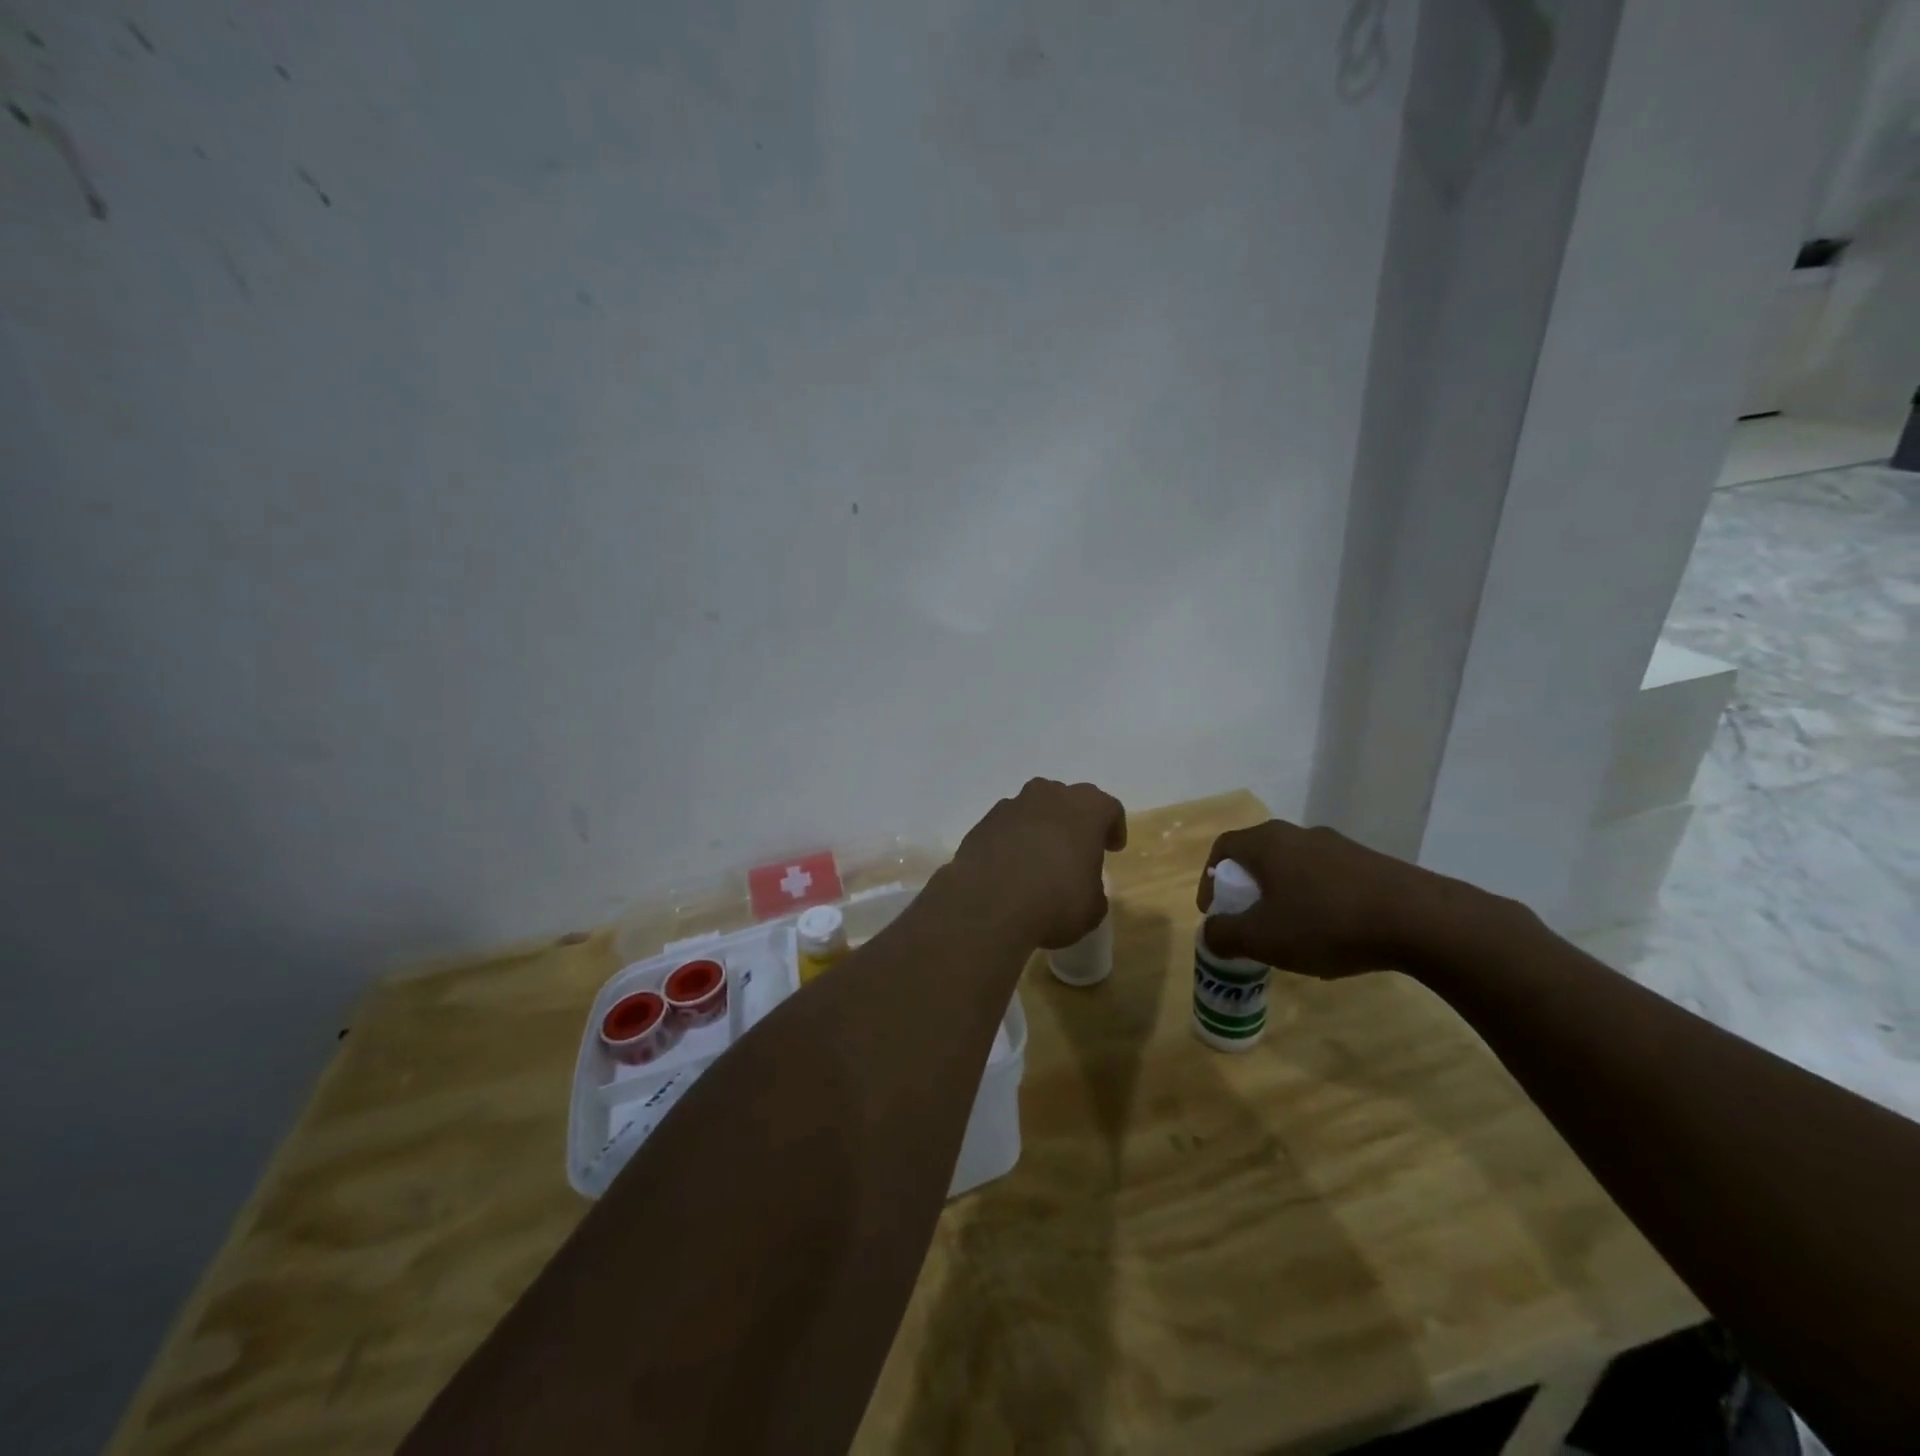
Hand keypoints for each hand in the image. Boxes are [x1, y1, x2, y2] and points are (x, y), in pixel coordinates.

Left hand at [950, 779, 1127, 949]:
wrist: (989, 906)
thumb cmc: (1055, 901)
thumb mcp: (1092, 907)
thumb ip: (1092, 888)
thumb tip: (1082, 887)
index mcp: (1085, 808)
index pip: (1108, 808)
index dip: (1113, 828)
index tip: (1112, 849)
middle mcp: (1048, 796)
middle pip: (1067, 800)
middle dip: (1074, 821)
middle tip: (1076, 850)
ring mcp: (1010, 806)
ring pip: (1033, 809)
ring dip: (1040, 828)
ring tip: (1039, 859)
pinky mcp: (982, 823)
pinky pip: (1006, 827)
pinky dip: (1012, 841)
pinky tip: (1010, 868)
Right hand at [1197, 819, 1440, 977]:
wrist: (1421, 921)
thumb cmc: (1326, 923)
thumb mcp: (1263, 938)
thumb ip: (1225, 935)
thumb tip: (1209, 932)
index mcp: (1266, 842)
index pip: (1223, 848)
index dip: (1210, 879)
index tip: (1214, 912)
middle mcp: (1298, 833)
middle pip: (1258, 856)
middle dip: (1246, 889)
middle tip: (1249, 922)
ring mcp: (1337, 845)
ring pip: (1293, 866)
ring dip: (1282, 895)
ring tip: (1290, 933)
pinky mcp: (1369, 861)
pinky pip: (1325, 876)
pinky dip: (1315, 899)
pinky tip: (1331, 933)